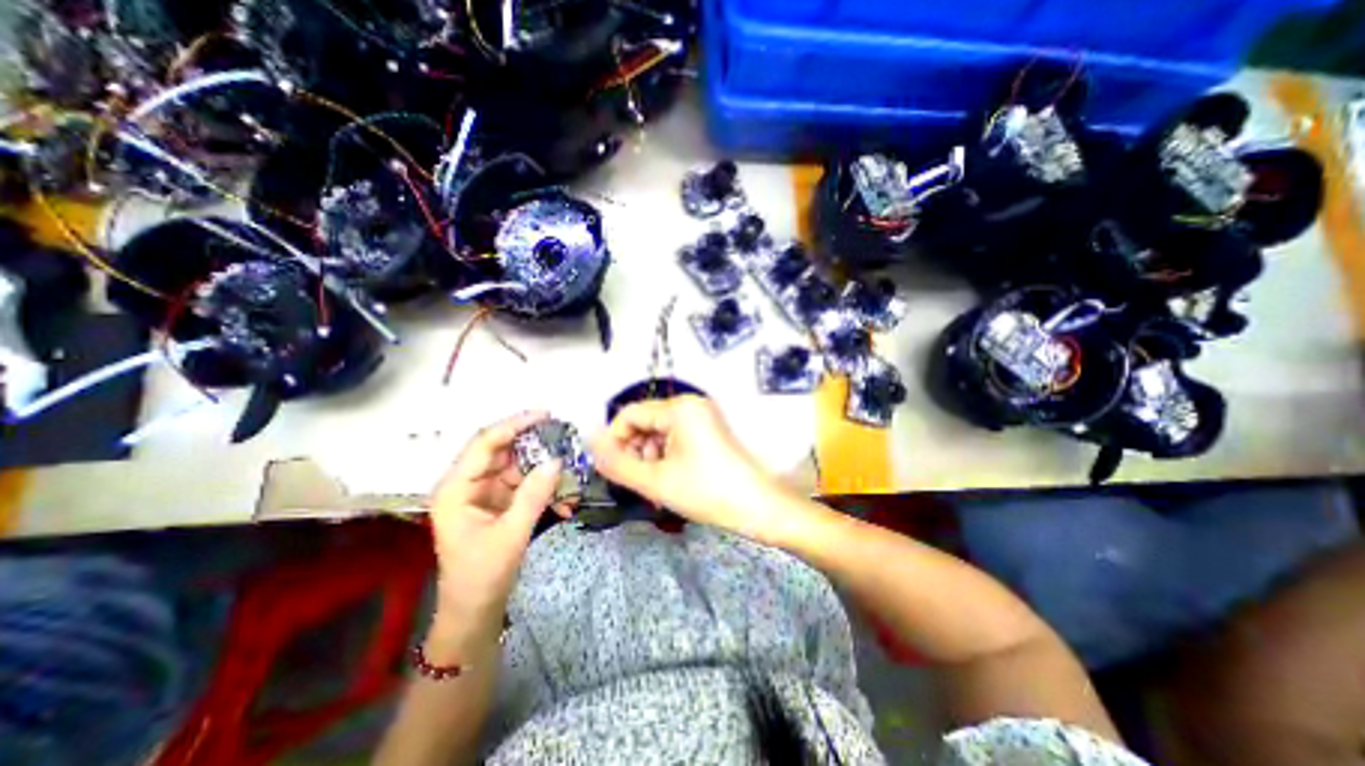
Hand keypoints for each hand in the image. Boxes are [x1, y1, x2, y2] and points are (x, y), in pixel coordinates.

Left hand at [425, 409, 555, 655]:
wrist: (474, 613)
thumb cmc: (482, 576)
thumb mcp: (511, 535)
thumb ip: (534, 495)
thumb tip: (557, 460)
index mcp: (456, 489)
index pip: (485, 444)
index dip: (514, 425)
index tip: (545, 414)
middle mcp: (467, 484)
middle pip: (501, 450)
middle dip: (533, 442)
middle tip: (563, 432)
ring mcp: (483, 493)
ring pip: (516, 466)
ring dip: (542, 465)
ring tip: (569, 462)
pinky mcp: (498, 502)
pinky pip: (523, 483)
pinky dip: (542, 485)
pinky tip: (563, 494)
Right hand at [589, 396, 790, 537]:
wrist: (759, 507)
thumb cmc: (707, 491)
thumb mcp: (656, 480)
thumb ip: (617, 463)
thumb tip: (590, 444)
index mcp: (678, 408)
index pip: (629, 415)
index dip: (613, 441)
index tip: (609, 470)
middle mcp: (691, 404)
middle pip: (644, 422)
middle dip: (634, 451)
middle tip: (636, 482)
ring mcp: (703, 417)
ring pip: (659, 432)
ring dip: (649, 457)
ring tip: (654, 486)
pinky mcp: (709, 430)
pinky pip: (675, 438)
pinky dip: (665, 457)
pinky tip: (669, 480)